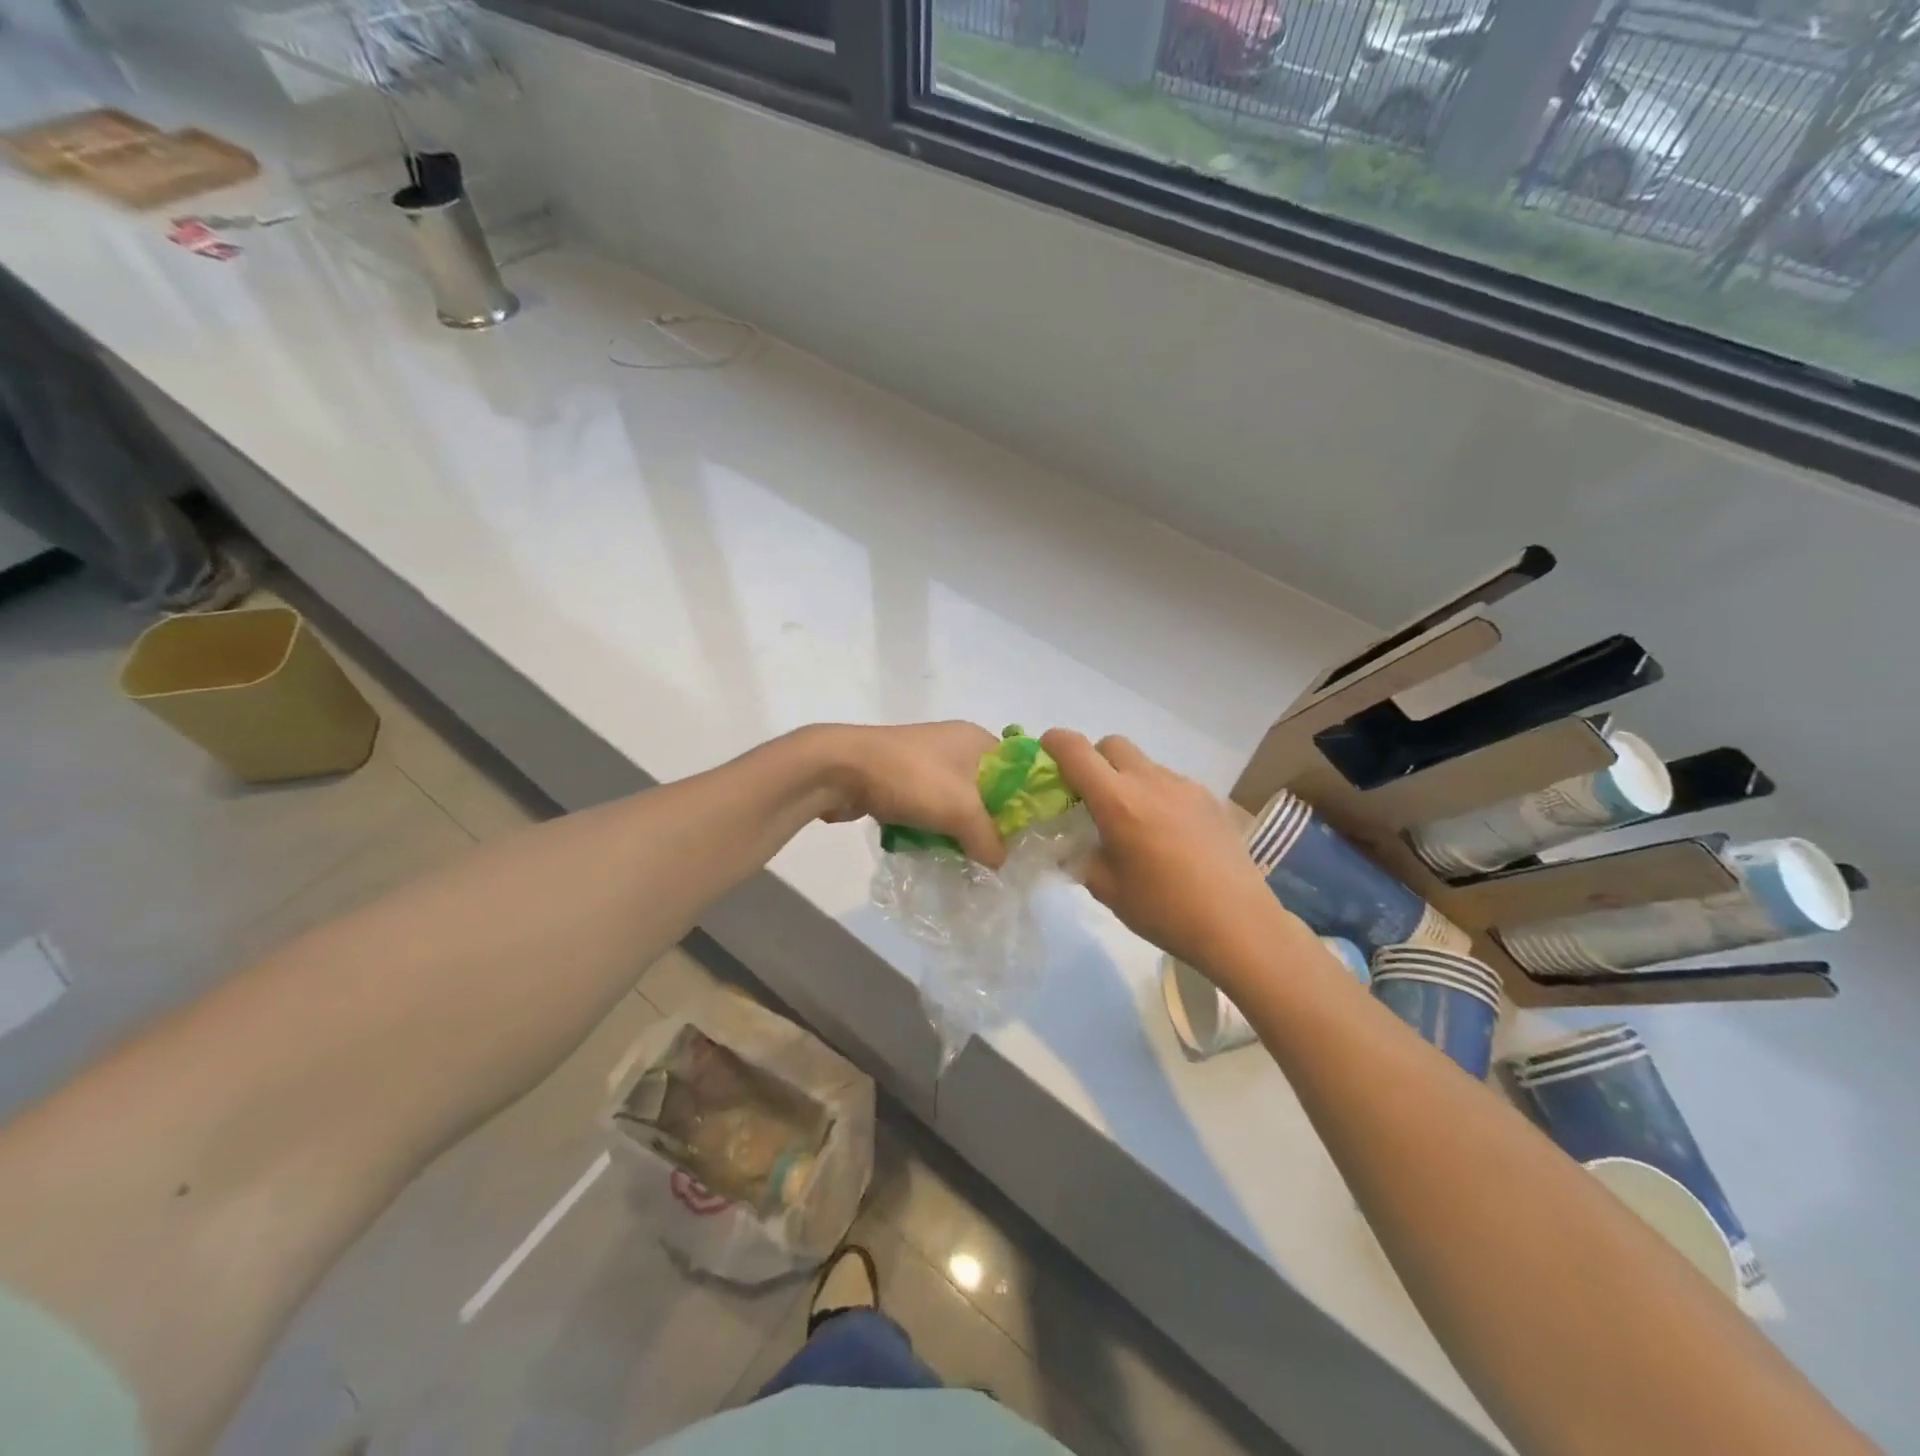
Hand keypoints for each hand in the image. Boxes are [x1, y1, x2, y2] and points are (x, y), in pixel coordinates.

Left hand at [807, 721, 1006, 867]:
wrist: (839, 770)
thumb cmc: (911, 779)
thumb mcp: (962, 811)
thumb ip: (989, 839)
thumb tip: (999, 863)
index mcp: (976, 739)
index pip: (1017, 770)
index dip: (1025, 803)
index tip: (1027, 837)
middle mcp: (953, 745)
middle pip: (986, 790)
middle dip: (989, 822)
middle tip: (997, 855)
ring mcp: (923, 761)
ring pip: (954, 802)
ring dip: (958, 829)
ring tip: (967, 860)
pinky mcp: (899, 779)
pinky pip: (927, 807)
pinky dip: (932, 828)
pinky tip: (934, 851)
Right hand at [1041, 729, 1301, 974]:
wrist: (1238, 924)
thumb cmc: (1163, 910)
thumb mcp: (1106, 889)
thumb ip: (1079, 856)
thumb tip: (1068, 844)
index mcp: (1118, 801)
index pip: (1076, 750)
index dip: (1054, 743)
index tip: (1045, 753)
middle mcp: (1150, 781)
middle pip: (1112, 745)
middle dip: (1093, 759)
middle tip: (1089, 796)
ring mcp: (1185, 786)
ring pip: (1144, 764)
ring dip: (1126, 778)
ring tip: (1131, 822)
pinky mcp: (1210, 799)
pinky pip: (1171, 783)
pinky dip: (1155, 794)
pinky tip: (1166, 834)